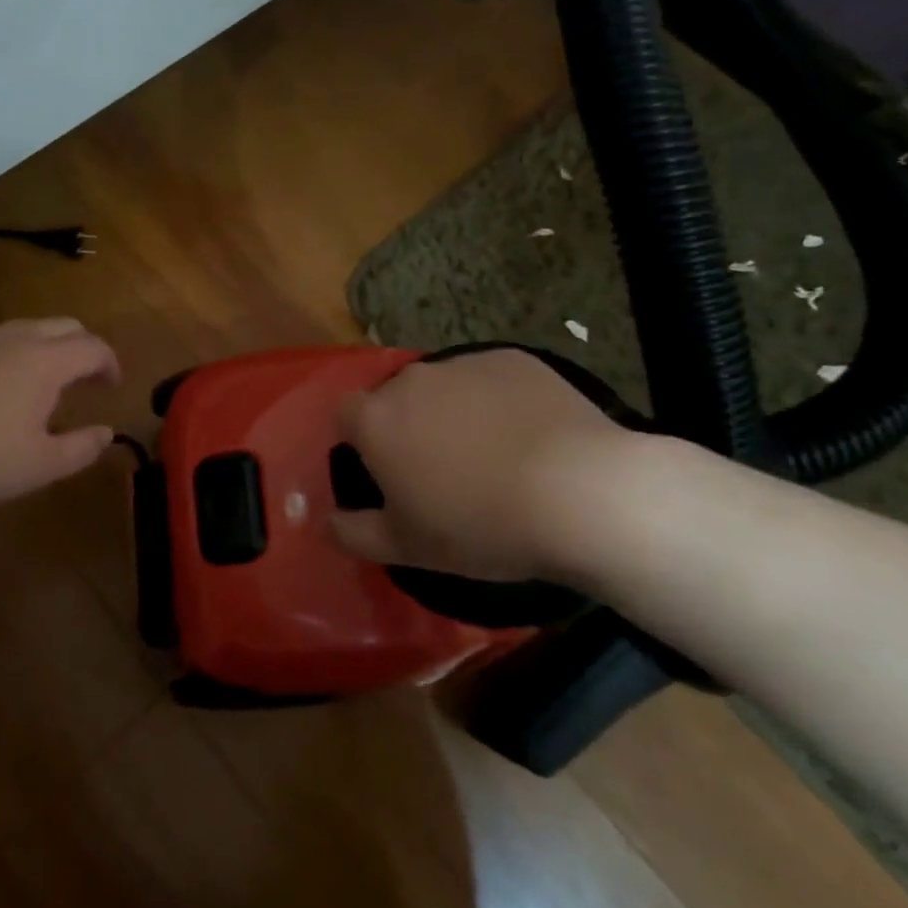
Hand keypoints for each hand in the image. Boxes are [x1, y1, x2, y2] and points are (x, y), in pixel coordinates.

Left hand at [0, 318, 121, 502]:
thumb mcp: (38, 465)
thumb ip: (81, 449)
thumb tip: (106, 433)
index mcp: (47, 361)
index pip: (94, 348)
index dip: (110, 365)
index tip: (113, 387)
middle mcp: (20, 337)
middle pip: (66, 326)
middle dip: (85, 348)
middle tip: (87, 380)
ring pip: (31, 327)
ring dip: (50, 347)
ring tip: (46, 382)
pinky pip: (0, 337)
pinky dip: (18, 351)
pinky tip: (3, 382)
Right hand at [329, 348, 629, 581]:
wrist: (581, 493)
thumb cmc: (480, 525)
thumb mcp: (408, 548)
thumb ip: (355, 534)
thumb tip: (326, 523)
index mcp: (376, 420)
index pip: (346, 415)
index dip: (360, 442)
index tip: (387, 472)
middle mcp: (411, 380)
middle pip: (394, 398)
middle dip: (407, 426)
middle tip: (440, 470)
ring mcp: (464, 364)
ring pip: (442, 387)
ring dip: (451, 412)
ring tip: (490, 455)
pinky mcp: (512, 359)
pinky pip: (489, 379)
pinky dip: (495, 401)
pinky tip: (527, 436)